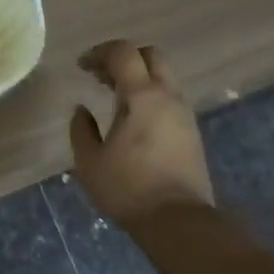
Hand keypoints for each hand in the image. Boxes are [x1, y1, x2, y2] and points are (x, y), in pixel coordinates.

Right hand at [69, 39, 214, 224]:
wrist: (178, 221)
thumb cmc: (129, 189)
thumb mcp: (90, 162)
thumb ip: (81, 129)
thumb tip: (82, 109)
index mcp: (142, 95)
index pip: (123, 53)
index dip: (99, 52)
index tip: (81, 66)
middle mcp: (168, 96)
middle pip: (150, 55)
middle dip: (124, 58)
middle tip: (101, 76)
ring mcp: (184, 112)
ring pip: (164, 76)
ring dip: (139, 77)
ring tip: (114, 96)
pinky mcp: (192, 130)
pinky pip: (170, 96)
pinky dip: (150, 94)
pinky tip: (134, 118)